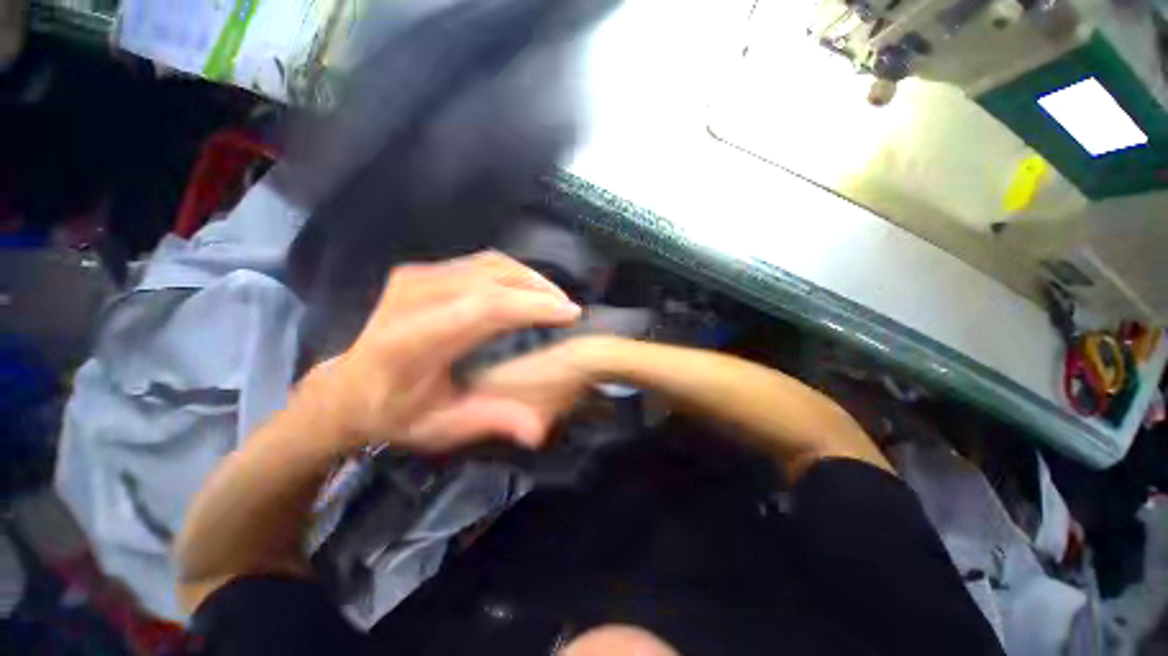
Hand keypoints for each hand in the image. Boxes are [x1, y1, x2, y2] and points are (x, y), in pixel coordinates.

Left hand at [296, 252, 581, 453]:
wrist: (346, 388)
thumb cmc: (392, 412)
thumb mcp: (440, 428)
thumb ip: (490, 420)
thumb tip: (537, 429)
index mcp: (413, 339)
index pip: (484, 308)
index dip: (532, 305)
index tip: (570, 313)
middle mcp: (413, 296)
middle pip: (492, 276)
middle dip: (539, 288)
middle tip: (566, 307)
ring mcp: (416, 277)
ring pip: (489, 263)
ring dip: (528, 277)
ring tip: (553, 298)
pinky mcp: (421, 271)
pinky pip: (479, 263)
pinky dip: (510, 274)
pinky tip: (526, 290)